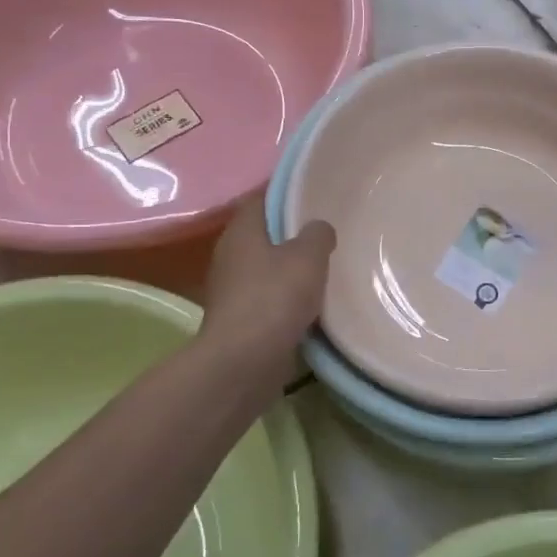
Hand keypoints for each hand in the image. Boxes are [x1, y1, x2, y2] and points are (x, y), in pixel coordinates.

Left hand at [199, 195, 334, 369]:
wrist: (244, 362)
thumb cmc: (275, 298)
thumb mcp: (309, 256)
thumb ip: (318, 234)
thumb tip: (318, 229)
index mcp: (241, 231)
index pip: (262, 199)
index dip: (288, 194)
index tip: (315, 195)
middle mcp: (230, 255)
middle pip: (265, 234)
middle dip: (292, 234)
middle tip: (327, 232)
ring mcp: (231, 290)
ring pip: (267, 269)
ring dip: (290, 270)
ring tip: (325, 268)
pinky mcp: (239, 320)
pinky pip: (268, 299)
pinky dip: (287, 299)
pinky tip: (313, 304)